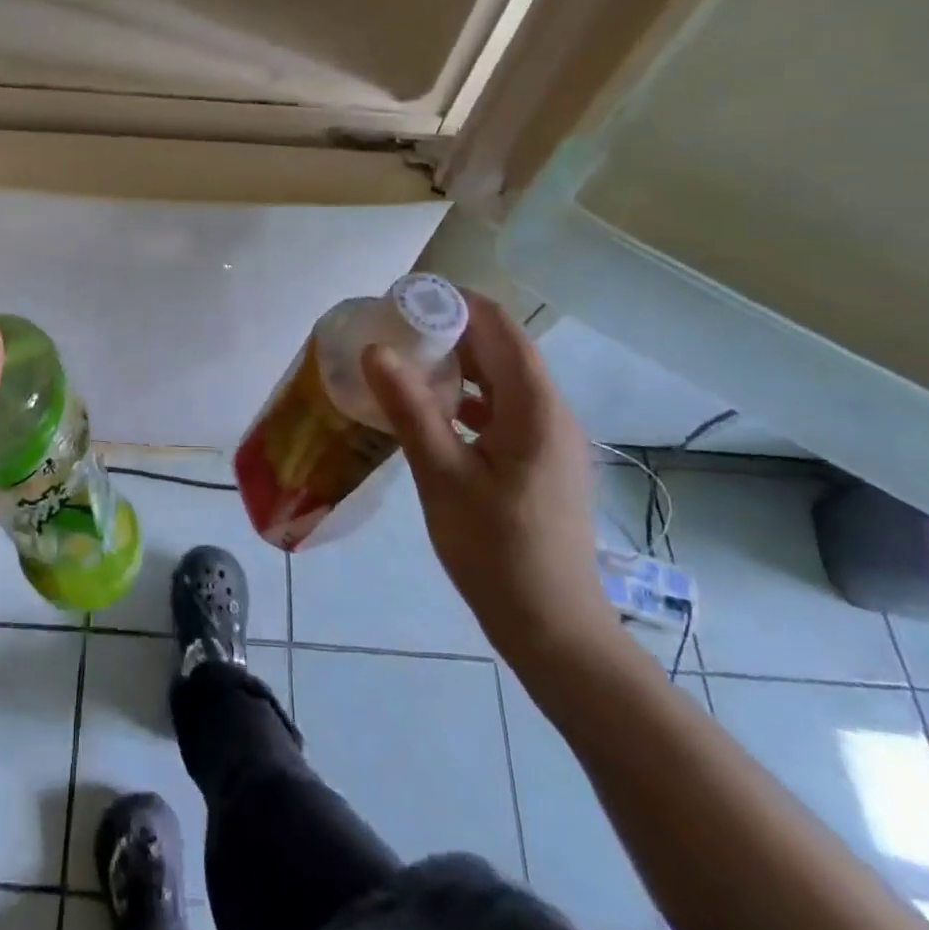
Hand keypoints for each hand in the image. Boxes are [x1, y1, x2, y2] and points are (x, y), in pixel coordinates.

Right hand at [362, 292, 620, 671]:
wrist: (553, 630)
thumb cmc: (497, 551)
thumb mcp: (443, 477)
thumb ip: (410, 409)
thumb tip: (375, 350)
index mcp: (535, 408)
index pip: (500, 328)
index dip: (455, 304)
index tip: (403, 299)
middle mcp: (551, 413)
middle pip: (502, 350)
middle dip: (449, 332)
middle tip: (392, 329)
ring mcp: (549, 440)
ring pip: (501, 381)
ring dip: (457, 366)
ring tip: (403, 363)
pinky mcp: (539, 463)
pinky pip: (502, 411)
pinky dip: (466, 400)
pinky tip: (429, 413)